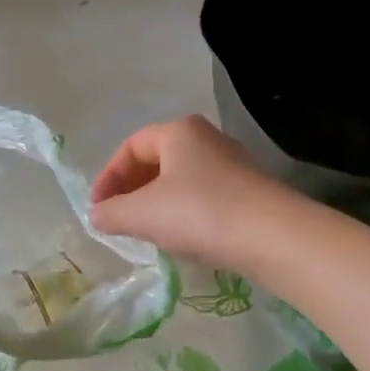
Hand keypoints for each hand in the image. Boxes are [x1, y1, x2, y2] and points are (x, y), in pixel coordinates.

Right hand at [90, 115, 289, 268]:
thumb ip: (112, 212)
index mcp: (178, 131)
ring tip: (147, 231)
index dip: (108, 176)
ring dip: (158, 203)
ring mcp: (232, 164)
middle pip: (158, 160)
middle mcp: (207, 138)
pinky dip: (185, 212)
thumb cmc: (199, 212)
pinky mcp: (249, 191)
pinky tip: (183, 238)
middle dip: (132, 189)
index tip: (98, 208)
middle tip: (118, 219)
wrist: (272, 236)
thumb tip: (97, 215)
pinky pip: (205, 196)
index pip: (131, 146)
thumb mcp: (143, 214)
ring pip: (182, 179)